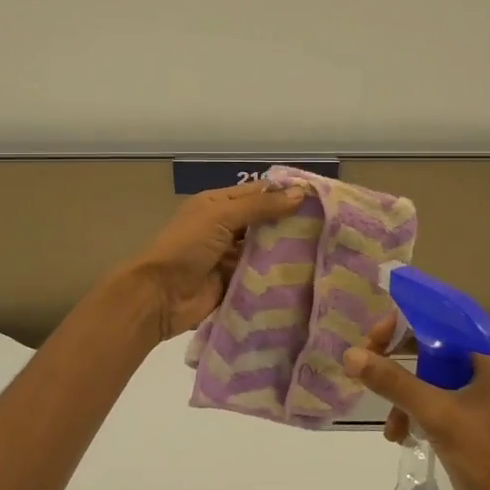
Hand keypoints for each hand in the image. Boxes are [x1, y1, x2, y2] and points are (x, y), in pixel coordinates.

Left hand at [127, 181, 308, 340]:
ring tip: (324, 249)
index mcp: (218, 204)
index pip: (258, 193)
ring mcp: (230, 257)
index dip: (285, 193)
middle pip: (264, 222)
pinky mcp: (235, 283)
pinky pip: (260, 275)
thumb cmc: (187, 246)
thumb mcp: (221, 216)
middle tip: (329, 226)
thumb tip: (300, 193)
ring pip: (265, 249)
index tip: (320, 198)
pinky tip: (307, 273)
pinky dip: (277, 274)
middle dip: (290, 223)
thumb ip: (260, 206)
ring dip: (287, 250)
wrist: (160, 296)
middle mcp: (225, 227)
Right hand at [342, 316, 489, 489]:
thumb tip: (352, 354)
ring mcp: (483, 409)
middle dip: (399, 365)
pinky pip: (437, 411)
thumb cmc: (488, 462)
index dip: (404, 326)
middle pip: (433, 354)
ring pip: (431, 385)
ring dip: (404, 398)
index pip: (441, 326)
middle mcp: (488, 380)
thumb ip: (394, 382)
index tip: (372, 340)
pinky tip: (401, 438)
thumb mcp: (437, 416)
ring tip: (390, 426)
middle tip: (368, 371)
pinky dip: (416, 418)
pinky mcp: (475, 435)